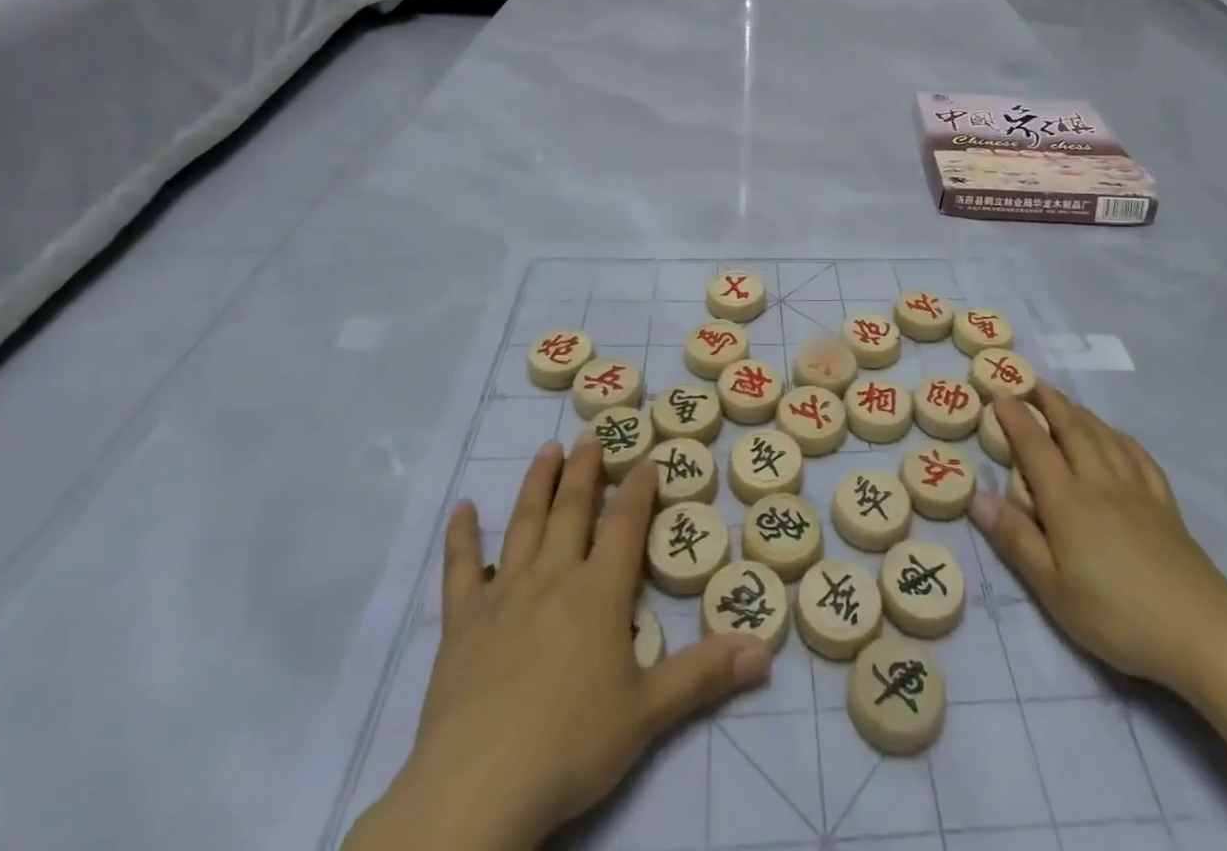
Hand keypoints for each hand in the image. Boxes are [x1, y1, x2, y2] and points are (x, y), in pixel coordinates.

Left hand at [345, 438, 772, 850]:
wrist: (477, 789)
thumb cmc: (570, 746)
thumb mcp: (648, 714)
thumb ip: (704, 674)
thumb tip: (765, 650)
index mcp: (599, 592)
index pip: (624, 523)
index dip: (638, 488)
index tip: (648, 459)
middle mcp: (553, 578)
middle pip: (571, 510)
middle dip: (584, 470)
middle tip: (590, 436)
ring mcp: (503, 596)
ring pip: (524, 524)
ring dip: (537, 484)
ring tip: (547, 450)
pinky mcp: (461, 624)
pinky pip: (460, 569)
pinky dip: (461, 537)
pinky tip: (461, 509)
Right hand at [970, 386, 1226, 695]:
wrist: (1202, 632)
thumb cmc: (1117, 614)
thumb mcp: (1053, 588)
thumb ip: (1015, 539)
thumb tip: (976, 497)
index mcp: (1067, 500)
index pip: (1035, 446)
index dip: (1016, 417)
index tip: (1000, 393)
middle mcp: (1099, 482)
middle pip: (1072, 430)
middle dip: (1050, 402)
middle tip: (1032, 382)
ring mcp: (1136, 490)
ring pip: (1104, 436)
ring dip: (1081, 412)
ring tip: (1066, 401)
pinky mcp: (1164, 505)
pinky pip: (1138, 456)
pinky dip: (1120, 437)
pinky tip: (1117, 437)